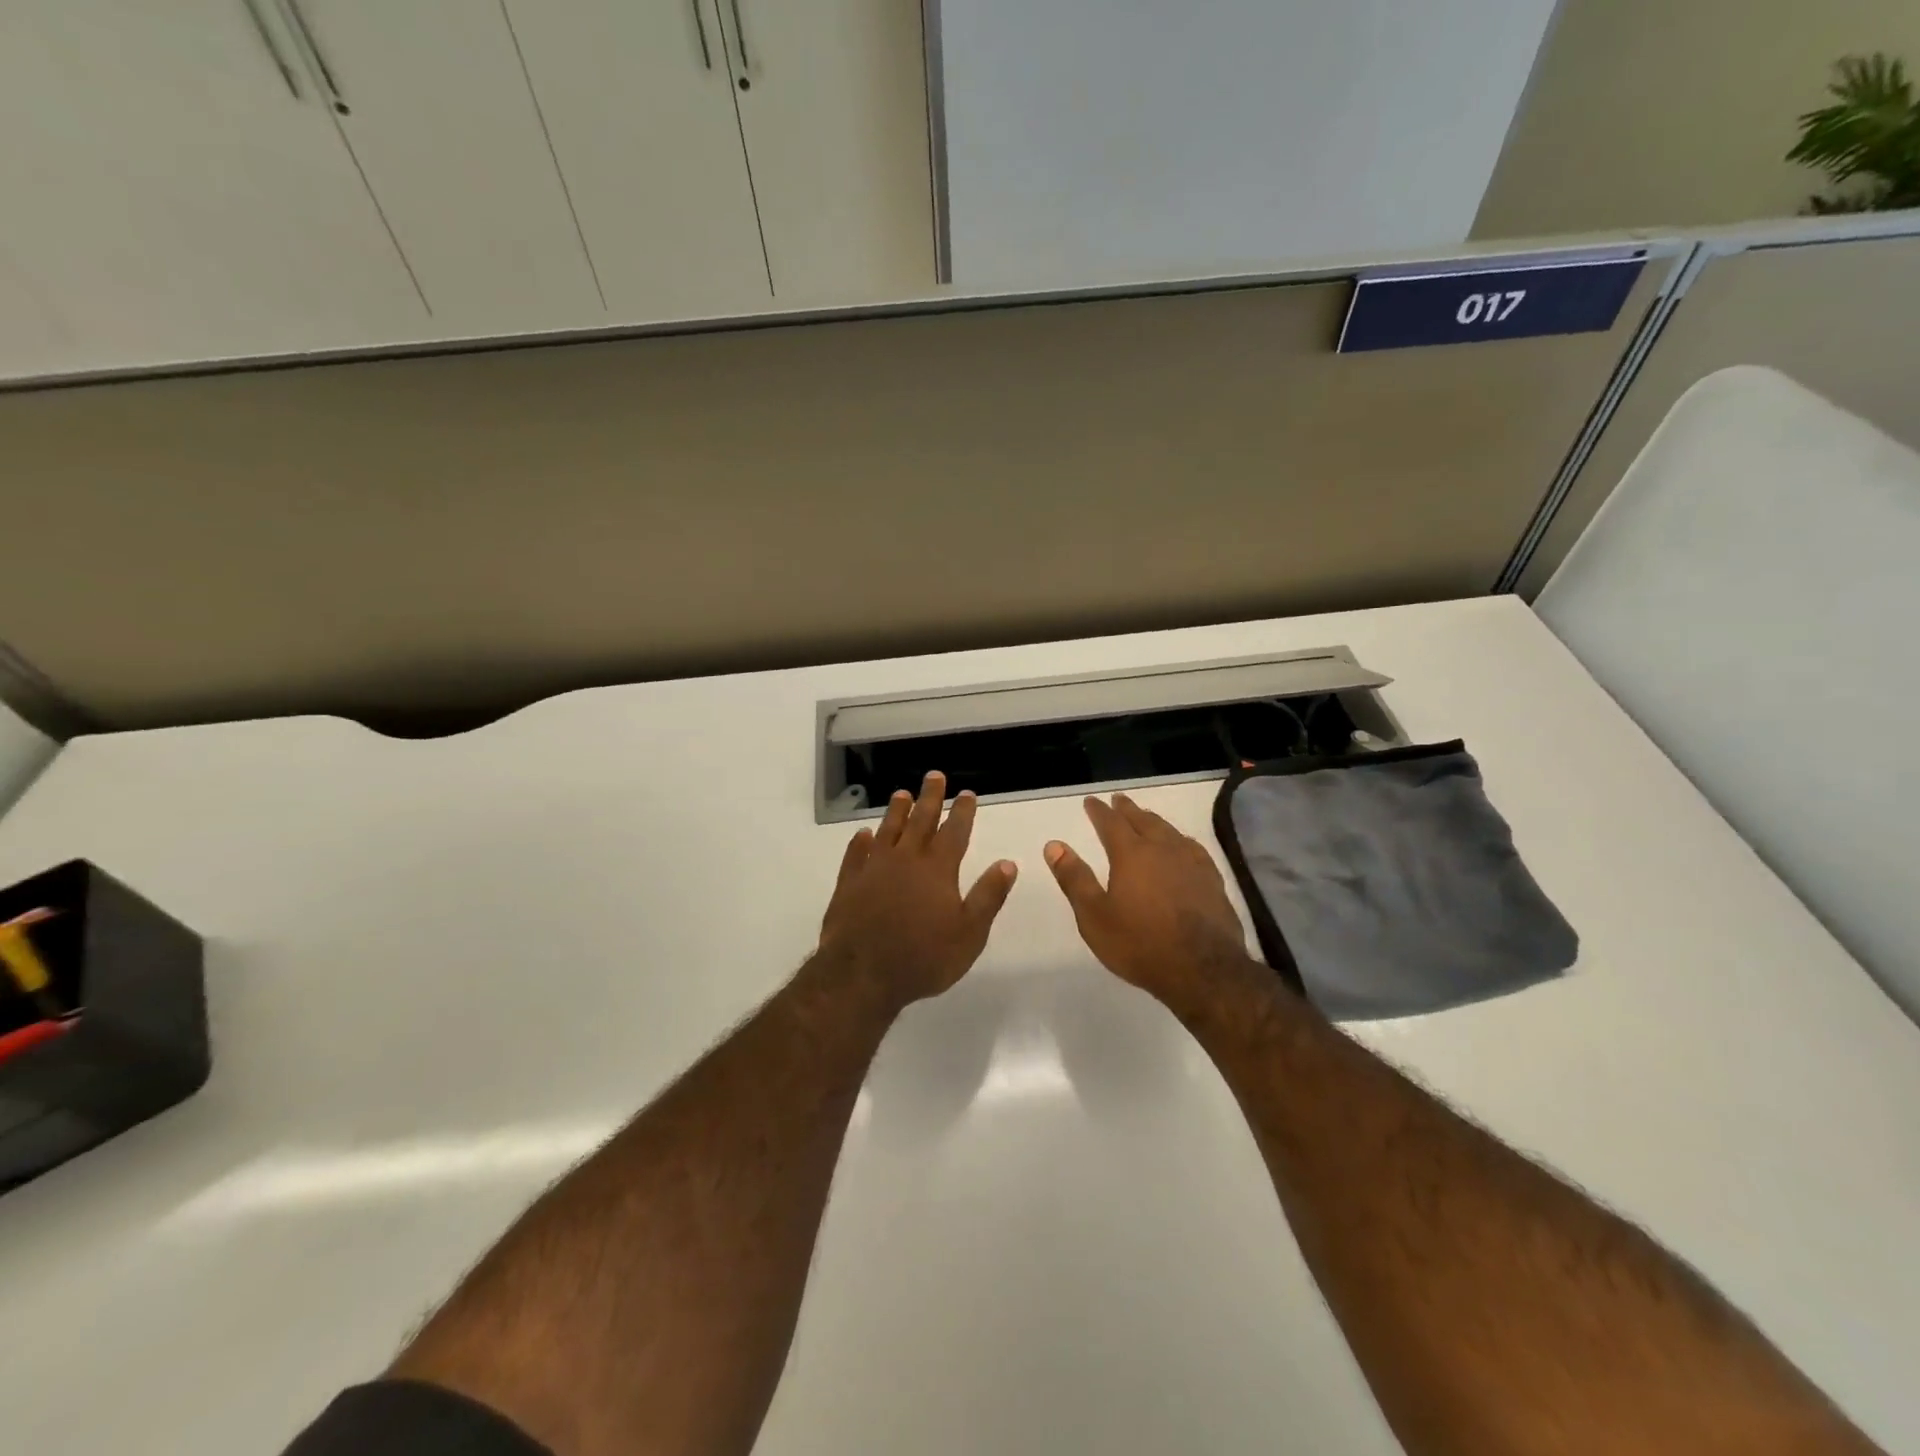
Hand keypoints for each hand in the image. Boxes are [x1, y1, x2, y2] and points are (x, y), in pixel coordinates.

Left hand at [818, 771, 1017, 1008]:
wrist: (862, 975)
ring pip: (888, 831)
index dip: (962, 811)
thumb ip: (988, 896)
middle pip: (920, 821)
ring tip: (901, 793)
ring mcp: (873, 869)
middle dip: (930, 797)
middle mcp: (906, 860)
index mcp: (937, 869)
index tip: (967, 793)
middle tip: (934, 776)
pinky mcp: (849, 884)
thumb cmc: (923, 958)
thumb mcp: (969, 934)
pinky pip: (855, 855)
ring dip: (896, 811)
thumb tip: (1008, 863)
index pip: (954, 832)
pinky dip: (860, 843)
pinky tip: (863, 835)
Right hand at [1045, 794, 1250, 1009]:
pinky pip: (1192, 848)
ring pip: (1169, 831)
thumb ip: (1074, 879)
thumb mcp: (1094, 916)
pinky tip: (1182, 846)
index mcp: (1131, 855)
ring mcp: (1192, 863)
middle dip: (1127, 809)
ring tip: (1146, 817)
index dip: (1099, 811)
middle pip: (1143, 820)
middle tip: (1118, 800)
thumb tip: (1054, 845)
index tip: (1091, 801)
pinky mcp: (1212, 880)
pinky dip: (1180, 840)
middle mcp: (1163, 849)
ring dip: (1154, 821)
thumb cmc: (1140, 944)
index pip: (1111, 823)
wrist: (1203, 970)